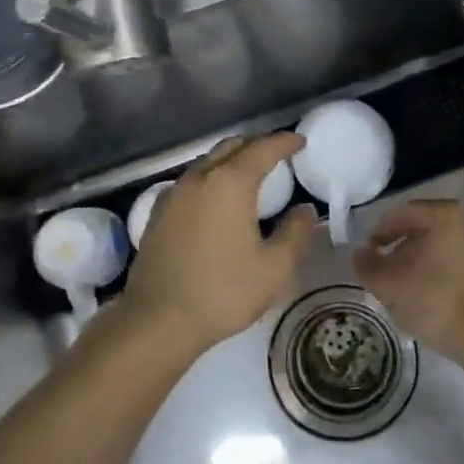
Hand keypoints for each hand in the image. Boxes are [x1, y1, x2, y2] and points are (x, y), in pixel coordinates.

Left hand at [123, 132, 317, 353]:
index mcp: (230, 183)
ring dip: (232, 159)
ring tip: (251, 173)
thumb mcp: (274, 268)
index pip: (262, 148)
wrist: (157, 321)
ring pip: (208, 162)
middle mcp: (200, 178)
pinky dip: (212, 178)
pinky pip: (191, 181)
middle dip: (257, 144)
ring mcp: (174, 194)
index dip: (284, 142)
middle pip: (232, 147)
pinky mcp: (158, 213)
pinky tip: (218, 198)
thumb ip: (295, 233)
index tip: (300, 142)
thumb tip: (305, 210)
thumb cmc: (223, 292)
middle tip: (279, 153)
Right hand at [353, 199, 463, 361]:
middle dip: (398, 248)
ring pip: (440, 245)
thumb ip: (369, 267)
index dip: (377, 234)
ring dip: (417, 261)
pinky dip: (438, 270)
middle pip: (422, 227)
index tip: (365, 257)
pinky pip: (457, 259)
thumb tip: (358, 255)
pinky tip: (425, 295)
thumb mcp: (393, 286)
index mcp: (446, 214)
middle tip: (381, 272)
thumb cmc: (438, 302)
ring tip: (401, 287)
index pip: (401, 214)